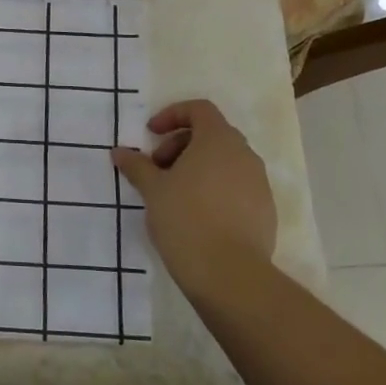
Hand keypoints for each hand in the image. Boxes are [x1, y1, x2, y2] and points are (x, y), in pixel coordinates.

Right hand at [111, 99, 277, 295]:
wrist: (230, 275)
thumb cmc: (186, 219)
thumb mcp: (153, 190)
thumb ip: (137, 166)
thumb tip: (120, 152)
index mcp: (219, 140)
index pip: (199, 109)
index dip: (172, 115)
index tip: (151, 135)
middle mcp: (245, 155)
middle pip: (211, 135)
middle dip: (180, 145)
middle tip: (157, 169)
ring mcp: (259, 184)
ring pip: (225, 162)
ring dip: (197, 168)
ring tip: (174, 194)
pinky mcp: (265, 211)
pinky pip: (237, 187)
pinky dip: (215, 189)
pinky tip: (196, 216)